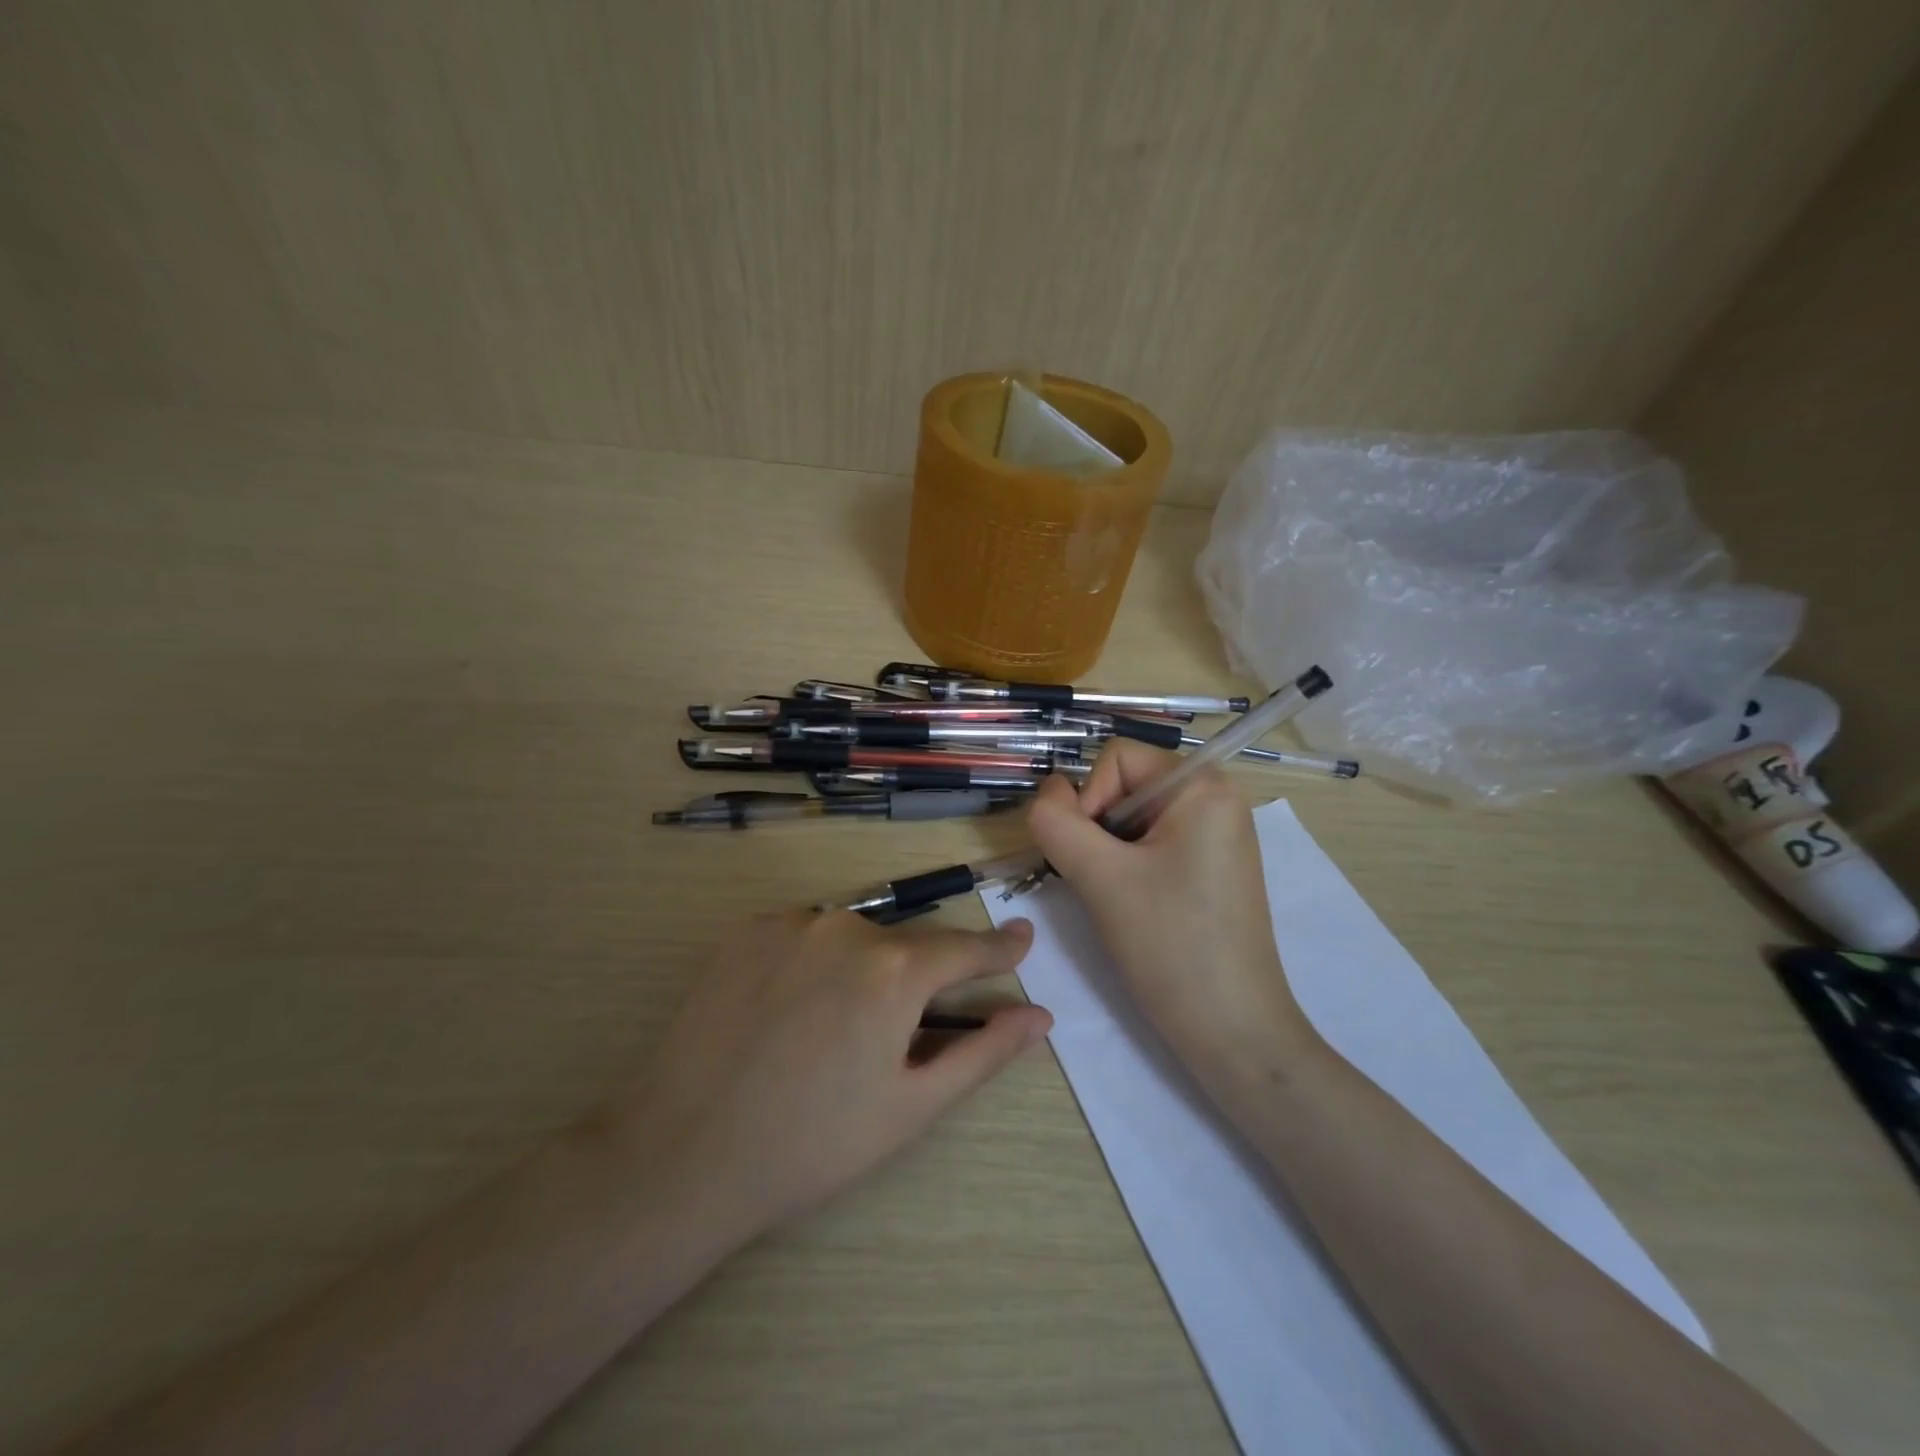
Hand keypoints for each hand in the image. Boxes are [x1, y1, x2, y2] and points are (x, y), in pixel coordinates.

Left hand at [613, 909, 1050, 1245]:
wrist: (682, 1151)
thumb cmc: (811, 1143)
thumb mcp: (910, 1106)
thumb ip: (982, 1052)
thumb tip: (1039, 1017)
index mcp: (895, 971)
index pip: (965, 948)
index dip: (998, 948)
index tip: (1023, 936)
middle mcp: (847, 927)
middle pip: (904, 946)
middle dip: (911, 981)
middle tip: (887, 1039)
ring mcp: (792, 922)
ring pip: (851, 938)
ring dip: (858, 970)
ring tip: (825, 1033)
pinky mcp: (747, 928)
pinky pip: (803, 934)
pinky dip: (811, 961)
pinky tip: (785, 1010)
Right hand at [1027, 740, 1313, 1076]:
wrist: (1233, 1033)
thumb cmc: (1171, 946)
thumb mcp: (1100, 877)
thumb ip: (1057, 822)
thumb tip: (1046, 792)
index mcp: (1202, 786)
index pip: (1116, 758)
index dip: (1088, 799)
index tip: (1090, 857)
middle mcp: (1216, 799)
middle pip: (1125, 785)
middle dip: (1097, 828)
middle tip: (1101, 882)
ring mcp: (1217, 836)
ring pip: (1132, 819)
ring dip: (1108, 852)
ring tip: (1118, 899)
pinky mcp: (1211, 868)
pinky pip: (1153, 844)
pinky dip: (1128, 867)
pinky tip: (1134, 907)